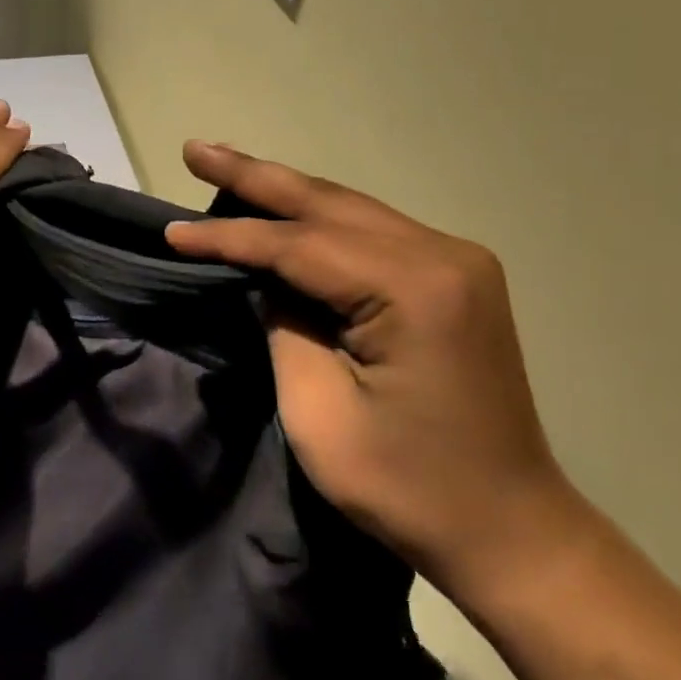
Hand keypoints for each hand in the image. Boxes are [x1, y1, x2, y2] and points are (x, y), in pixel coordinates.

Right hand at [165, 141, 578, 599]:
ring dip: (285, 191)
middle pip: (327, 204)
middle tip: (195, 150)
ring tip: (224, 165)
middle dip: (254, 176)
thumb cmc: (408, 488)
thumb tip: (265, 279)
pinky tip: (283, 207)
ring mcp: (457, 262)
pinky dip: (319, 219)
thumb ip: (284, 327)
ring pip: (349, 209)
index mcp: (414, 289)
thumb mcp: (318, 412)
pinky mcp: (454, 278)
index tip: (170, 233)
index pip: (298, 245)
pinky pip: (370, 232)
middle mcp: (443, 255)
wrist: (510, 530)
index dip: (228, 237)